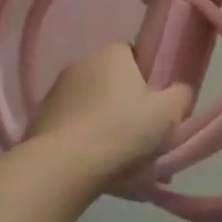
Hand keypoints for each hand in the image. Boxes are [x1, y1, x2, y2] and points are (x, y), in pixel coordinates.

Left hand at [26, 42, 191, 186]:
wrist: (63, 167)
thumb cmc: (122, 130)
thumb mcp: (168, 113)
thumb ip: (181, 96)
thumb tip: (180, 92)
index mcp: (112, 53)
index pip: (135, 56)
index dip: (148, 80)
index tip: (156, 107)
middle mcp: (82, 63)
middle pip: (113, 83)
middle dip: (127, 107)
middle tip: (142, 139)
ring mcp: (56, 92)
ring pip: (92, 108)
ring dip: (105, 127)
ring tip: (121, 163)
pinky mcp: (40, 120)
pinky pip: (73, 128)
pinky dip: (84, 143)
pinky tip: (95, 169)